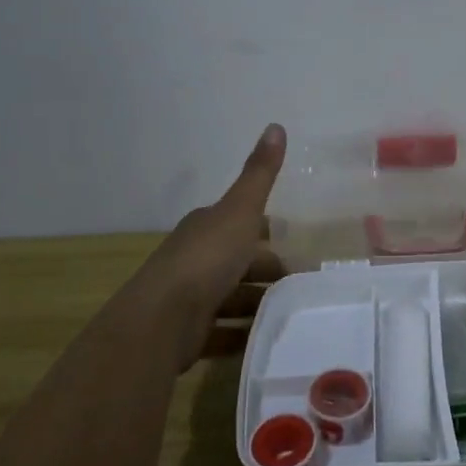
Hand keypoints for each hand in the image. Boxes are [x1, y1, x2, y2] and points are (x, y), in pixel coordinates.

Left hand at [128, 123, 286, 369]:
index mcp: (207, 227)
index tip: (298, 245)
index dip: (268, 232)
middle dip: (269, 271)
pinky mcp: (187, 333)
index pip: (242, 223)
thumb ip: (260, 174)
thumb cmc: (206, 259)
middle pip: (239, 262)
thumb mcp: (241, 211)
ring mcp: (189, 297)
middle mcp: (195, 258)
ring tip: (293, 315)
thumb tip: (275, 125)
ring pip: (232, 297)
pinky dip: (242, 335)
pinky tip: (266, 341)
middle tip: (304, 286)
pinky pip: (222, 331)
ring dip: (258, 304)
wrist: (161, 320)